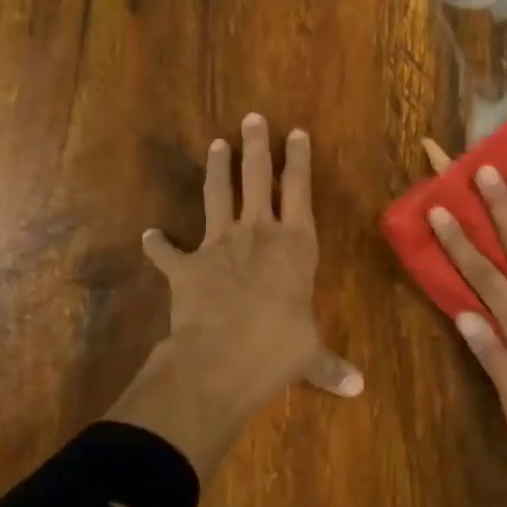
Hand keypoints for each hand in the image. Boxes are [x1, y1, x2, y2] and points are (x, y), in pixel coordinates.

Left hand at [127, 115, 361, 477]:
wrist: (222, 359)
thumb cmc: (279, 348)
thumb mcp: (310, 355)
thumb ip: (329, 365)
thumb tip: (358, 389)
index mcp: (296, 245)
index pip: (300, 191)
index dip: (299, 160)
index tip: (296, 132)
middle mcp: (259, 233)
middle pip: (258, 178)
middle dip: (257, 146)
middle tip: (253, 118)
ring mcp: (219, 245)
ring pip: (218, 195)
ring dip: (217, 169)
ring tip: (216, 144)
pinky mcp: (186, 266)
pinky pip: (168, 251)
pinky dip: (158, 244)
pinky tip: (149, 235)